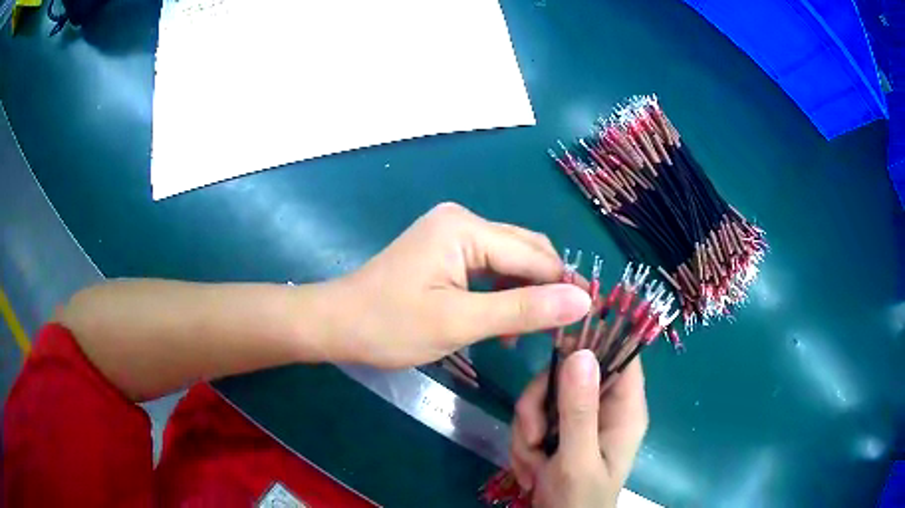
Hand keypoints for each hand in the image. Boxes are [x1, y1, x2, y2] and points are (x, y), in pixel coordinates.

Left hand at [328, 202, 590, 367]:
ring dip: (524, 293)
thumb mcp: (460, 322)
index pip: (534, 255)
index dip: (562, 286)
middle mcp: (463, 220)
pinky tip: (502, 322)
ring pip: (509, 261)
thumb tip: (583, 301)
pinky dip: (501, 293)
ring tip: (527, 332)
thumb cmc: (390, 325)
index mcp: (466, 228)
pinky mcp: (445, 252)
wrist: (336, 324)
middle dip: (545, 287)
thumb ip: (524, 310)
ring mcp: (452, 234)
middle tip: (559, 329)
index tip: (584, 320)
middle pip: (525, 251)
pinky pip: (488, 268)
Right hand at [510, 350, 647, 507]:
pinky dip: (524, 443)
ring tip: (533, 464)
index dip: (595, 339)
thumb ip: (579, 411)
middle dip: (540, 404)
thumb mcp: (577, 459)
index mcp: (624, 409)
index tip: (559, 340)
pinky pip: (532, 418)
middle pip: (569, 373)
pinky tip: (531, 469)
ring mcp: (579, 420)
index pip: (621, 354)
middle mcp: (604, 408)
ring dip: (528, 431)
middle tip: (533, 435)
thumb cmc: (579, 501)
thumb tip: (580, 352)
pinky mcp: (559, 432)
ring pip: (543, 397)